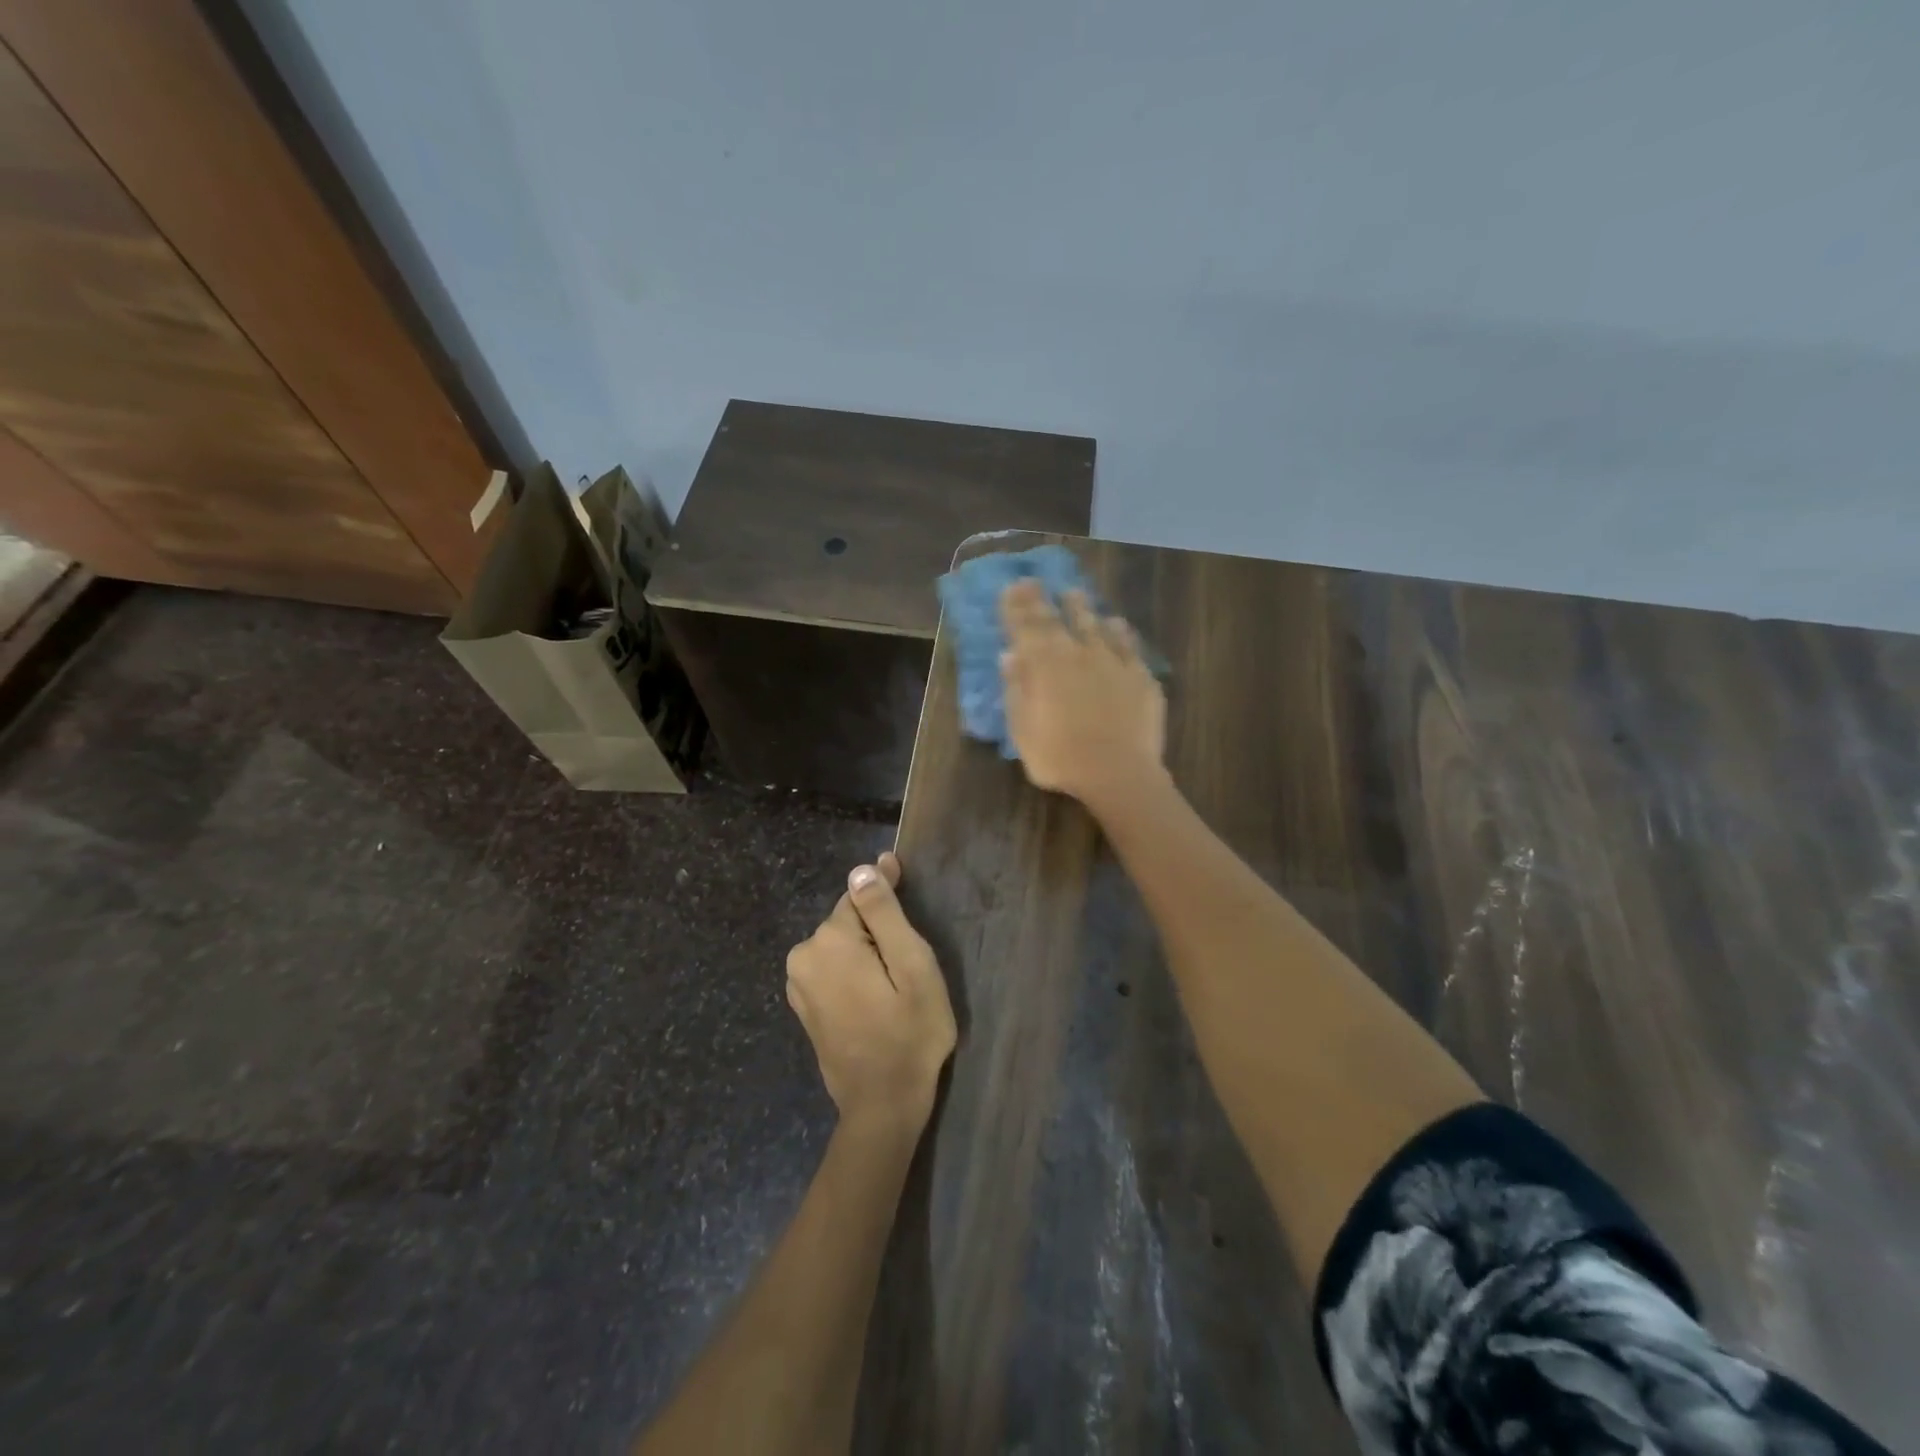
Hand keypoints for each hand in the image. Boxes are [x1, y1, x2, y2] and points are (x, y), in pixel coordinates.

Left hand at [785, 852, 956, 1136]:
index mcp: (829, 941)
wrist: (882, 1106)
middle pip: (850, 921)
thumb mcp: (912, 966)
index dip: (887, 893)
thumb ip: (884, 913)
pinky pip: (832, 969)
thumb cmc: (910, 1033)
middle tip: (909, 960)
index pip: (860, 895)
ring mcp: (798, 983)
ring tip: (895, 982)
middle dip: (879, 931)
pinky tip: (875, 996)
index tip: (904, 878)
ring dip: (867, 953)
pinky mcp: (803, 1005)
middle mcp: (803, 955)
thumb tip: (861, 869)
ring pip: (842, 945)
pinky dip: (853, 972)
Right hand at [999, 579, 1165, 808]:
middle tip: (1033, 582)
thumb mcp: (1023, 730)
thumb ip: (1017, 689)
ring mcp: (1112, 661)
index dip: (1016, 607)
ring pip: (1095, 625)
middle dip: (1041, 600)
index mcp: (1044, 665)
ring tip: (1074, 594)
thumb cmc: (1060, 757)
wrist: (1119, 772)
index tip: (1010, 587)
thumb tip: (1010, 655)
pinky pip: (1128, 644)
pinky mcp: (1139, 675)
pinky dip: (1118, 631)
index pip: (1026, 627)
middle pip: (1058, 619)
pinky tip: (1117, 624)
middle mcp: (1077, 653)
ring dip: (1082, 608)